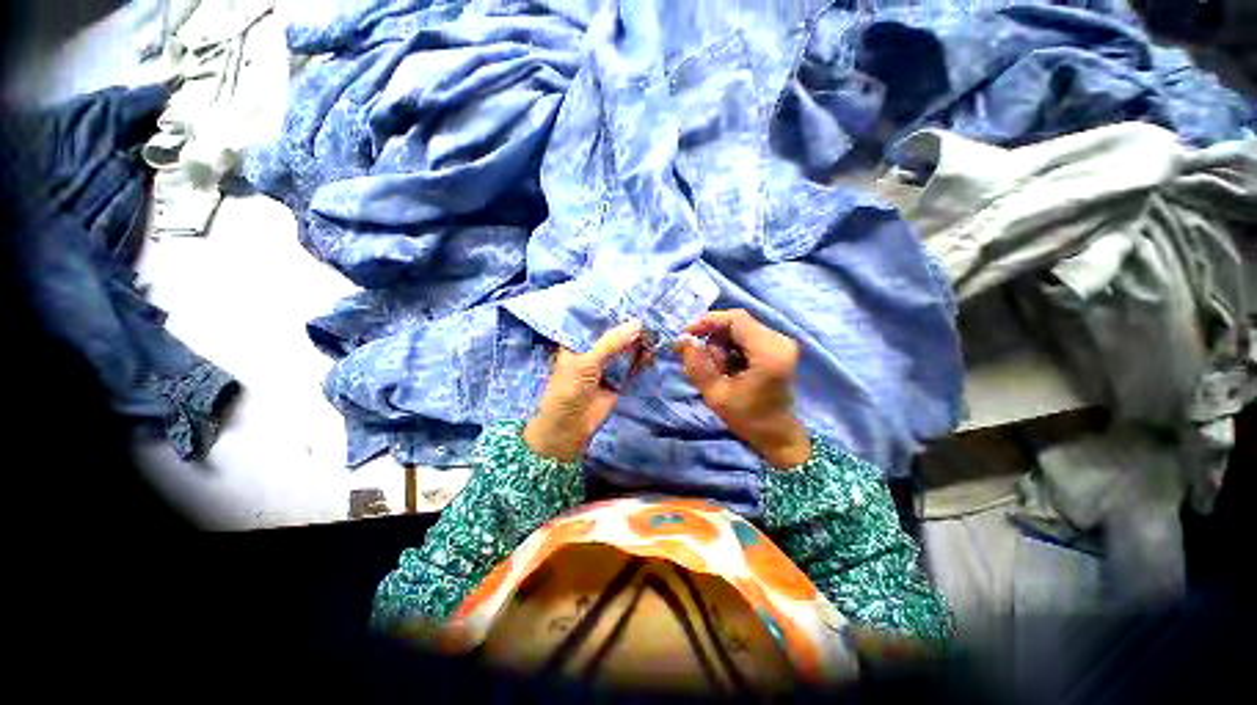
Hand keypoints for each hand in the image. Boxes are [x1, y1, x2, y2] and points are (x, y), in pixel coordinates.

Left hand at [524, 320, 649, 461]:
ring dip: (638, 342)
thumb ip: (611, 343)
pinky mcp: (619, 379)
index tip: (631, 299)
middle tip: (650, 315)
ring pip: (625, 349)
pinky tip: (651, 351)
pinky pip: (633, 365)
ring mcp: (607, 365)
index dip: (612, 312)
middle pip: (614, 335)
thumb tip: (637, 324)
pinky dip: (642, 359)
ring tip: (654, 331)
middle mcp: (593, 350)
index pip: (595, 321)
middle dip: (629, 327)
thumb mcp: (586, 362)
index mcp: (577, 342)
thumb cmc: (569, 389)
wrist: (571, 427)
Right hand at [678, 309, 811, 468]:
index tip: (687, 334)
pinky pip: (745, 337)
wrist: (778, 436)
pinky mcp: (777, 347)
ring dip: (721, 346)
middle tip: (701, 360)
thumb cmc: (749, 419)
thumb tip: (683, 341)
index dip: (708, 321)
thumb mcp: (716, 395)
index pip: (736, 320)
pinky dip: (730, 349)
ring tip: (719, 371)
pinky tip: (728, 369)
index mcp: (769, 352)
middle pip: (737, 323)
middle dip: (714, 338)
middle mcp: (779, 341)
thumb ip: (698, 365)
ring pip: (739, 329)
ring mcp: (780, 343)